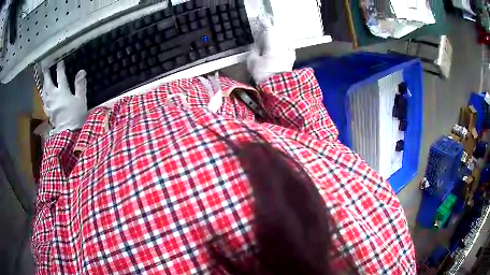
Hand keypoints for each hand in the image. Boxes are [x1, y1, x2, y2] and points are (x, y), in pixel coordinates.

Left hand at [41, 61, 87, 133]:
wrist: (69, 134)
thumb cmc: (76, 116)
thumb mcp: (81, 100)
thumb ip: (80, 85)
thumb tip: (81, 71)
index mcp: (62, 91)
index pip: (60, 76)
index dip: (60, 67)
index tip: (60, 61)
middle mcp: (53, 96)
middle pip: (48, 83)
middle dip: (47, 74)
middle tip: (45, 67)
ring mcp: (49, 105)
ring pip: (44, 92)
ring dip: (43, 84)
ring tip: (44, 80)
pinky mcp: (48, 113)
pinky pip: (44, 102)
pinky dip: (43, 96)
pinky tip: (44, 95)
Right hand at [247, 15, 295, 83]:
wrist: (278, 89)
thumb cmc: (263, 74)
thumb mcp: (252, 61)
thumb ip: (254, 50)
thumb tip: (257, 44)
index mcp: (273, 44)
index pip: (268, 28)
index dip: (264, 22)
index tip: (260, 17)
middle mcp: (283, 45)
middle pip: (279, 31)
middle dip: (273, 25)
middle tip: (268, 21)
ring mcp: (289, 52)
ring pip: (285, 37)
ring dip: (280, 33)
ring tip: (275, 30)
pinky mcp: (291, 58)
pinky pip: (288, 45)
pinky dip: (285, 42)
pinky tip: (283, 42)